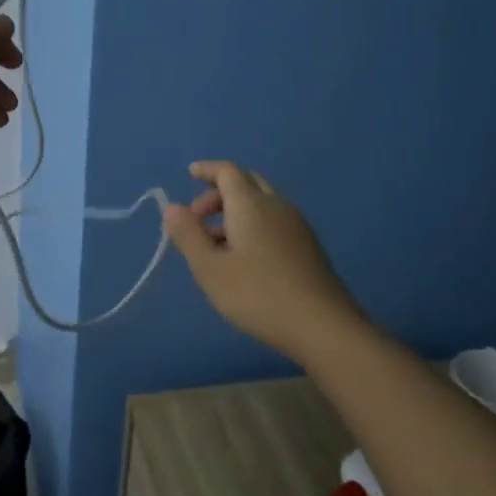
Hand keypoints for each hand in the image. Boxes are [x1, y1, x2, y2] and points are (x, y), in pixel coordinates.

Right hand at [162, 161, 360, 359]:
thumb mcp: (210, 268)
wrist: (323, 326)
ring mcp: (296, 225)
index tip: (189, 173)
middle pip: (247, 183)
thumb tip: (172, 207)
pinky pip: (273, 221)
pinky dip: (252, 225)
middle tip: (197, 217)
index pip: (228, 171)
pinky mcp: (307, 246)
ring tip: (214, 244)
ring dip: (234, 212)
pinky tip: (243, 258)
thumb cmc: (258, 295)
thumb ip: (188, 235)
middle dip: (218, 192)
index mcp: (251, 204)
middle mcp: (276, 206)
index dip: (207, 169)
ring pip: (261, 203)